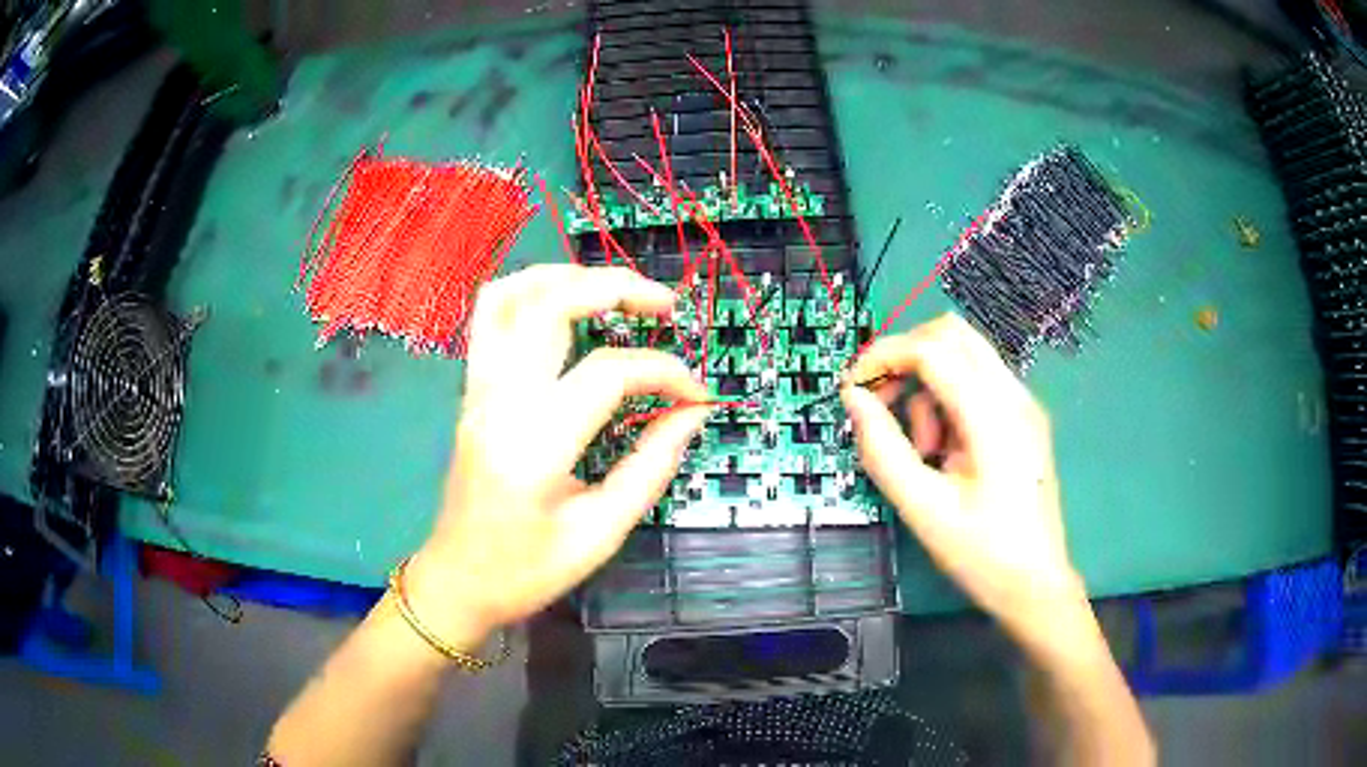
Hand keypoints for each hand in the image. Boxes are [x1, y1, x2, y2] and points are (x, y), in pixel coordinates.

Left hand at [407, 265, 709, 647]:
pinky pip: (490, 314)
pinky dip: (532, 290)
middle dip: (616, 287)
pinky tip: (566, 304)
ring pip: (510, 293)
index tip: (698, 396)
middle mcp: (498, 400)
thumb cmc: (526, 570)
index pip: (608, 373)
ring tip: (616, 292)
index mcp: (534, 444)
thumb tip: (692, 412)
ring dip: (569, 276)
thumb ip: (651, 466)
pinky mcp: (471, 389)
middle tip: (665, 306)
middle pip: (550, 303)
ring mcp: (477, 388)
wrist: (457, 580)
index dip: (665, 373)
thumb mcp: (601, 533)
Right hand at [841, 314, 1082, 639]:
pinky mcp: (1024, 418)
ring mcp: (1023, 404)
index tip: (851, 390)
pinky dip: (949, 398)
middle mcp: (1014, 394)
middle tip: (883, 406)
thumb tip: (853, 399)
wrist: (1036, 585)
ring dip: (929, 385)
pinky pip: (977, 382)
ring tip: (924, 450)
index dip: (883, 356)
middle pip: (950, 334)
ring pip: (963, 355)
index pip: (931, 349)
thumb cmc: (981, 554)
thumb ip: (882, 449)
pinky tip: (946, 450)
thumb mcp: (922, 508)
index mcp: (993, 415)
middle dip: (906, 358)